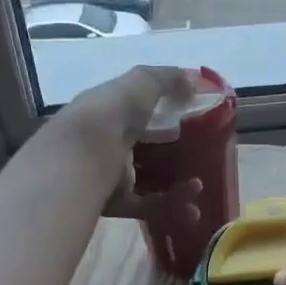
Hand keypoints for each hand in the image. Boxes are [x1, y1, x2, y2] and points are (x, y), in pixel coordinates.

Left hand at [52, 65, 201, 222]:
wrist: (82, 158)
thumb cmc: (111, 114)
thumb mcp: (140, 83)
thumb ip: (167, 79)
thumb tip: (194, 81)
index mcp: (109, 112)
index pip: (138, 111)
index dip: (165, 113)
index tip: (194, 118)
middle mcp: (108, 143)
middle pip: (147, 148)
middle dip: (176, 154)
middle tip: (203, 156)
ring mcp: (112, 174)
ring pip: (151, 179)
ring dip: (178, 185)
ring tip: (199, 187)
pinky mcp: (116, 202)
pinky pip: (149, 205)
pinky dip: (171, 205)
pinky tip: (191, 205)